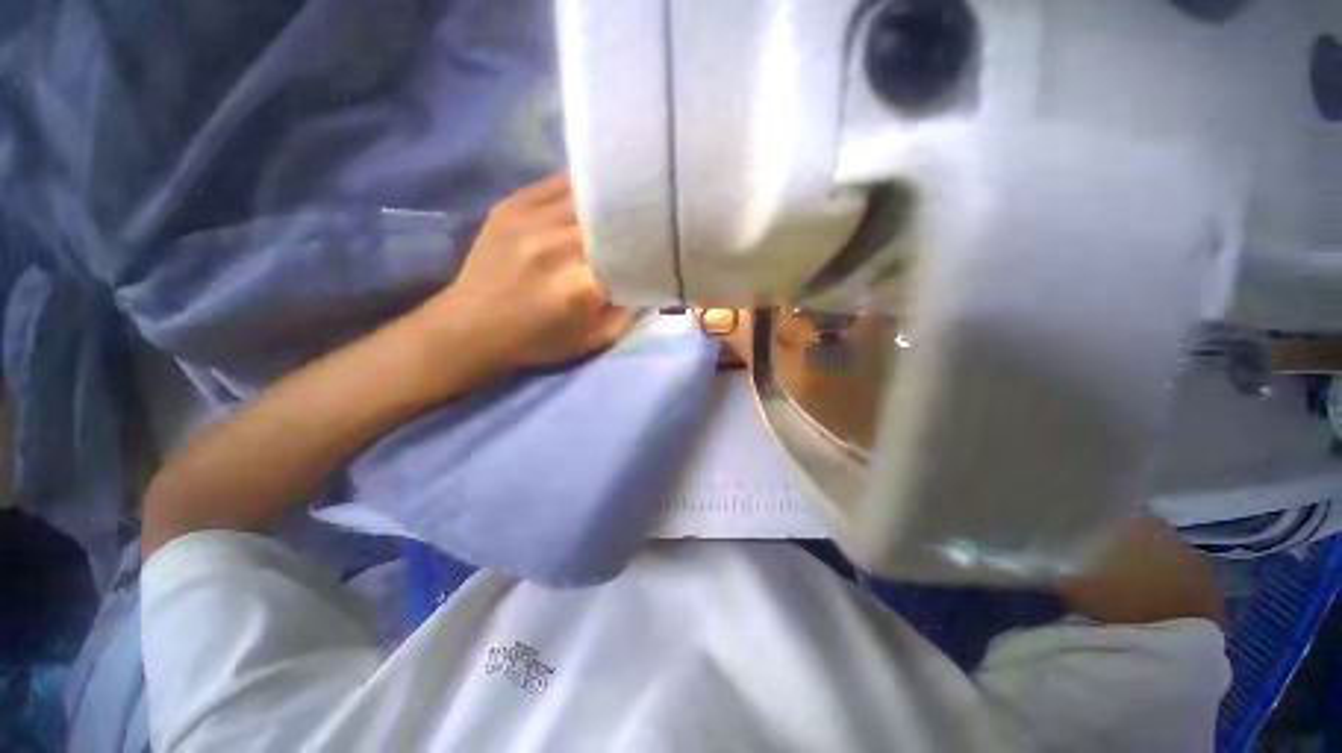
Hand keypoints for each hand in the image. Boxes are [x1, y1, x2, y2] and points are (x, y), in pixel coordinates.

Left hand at [423, 173, 635, 371]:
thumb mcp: (592, 340)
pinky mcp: (511, 205)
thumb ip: (627, 314)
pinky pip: (557, 182)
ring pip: (588, 195)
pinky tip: (592, 192)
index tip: (658, 248)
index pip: (631, 252)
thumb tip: (646, 280)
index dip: (647, 248)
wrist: (470, 328)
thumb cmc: (537, 341)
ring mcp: (532, 219)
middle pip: (611, 219)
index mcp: (582, 285)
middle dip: (631, 221)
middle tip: (646, 222)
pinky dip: (581, 186)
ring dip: (609, 201)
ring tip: (626, 202)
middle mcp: (559, 245)